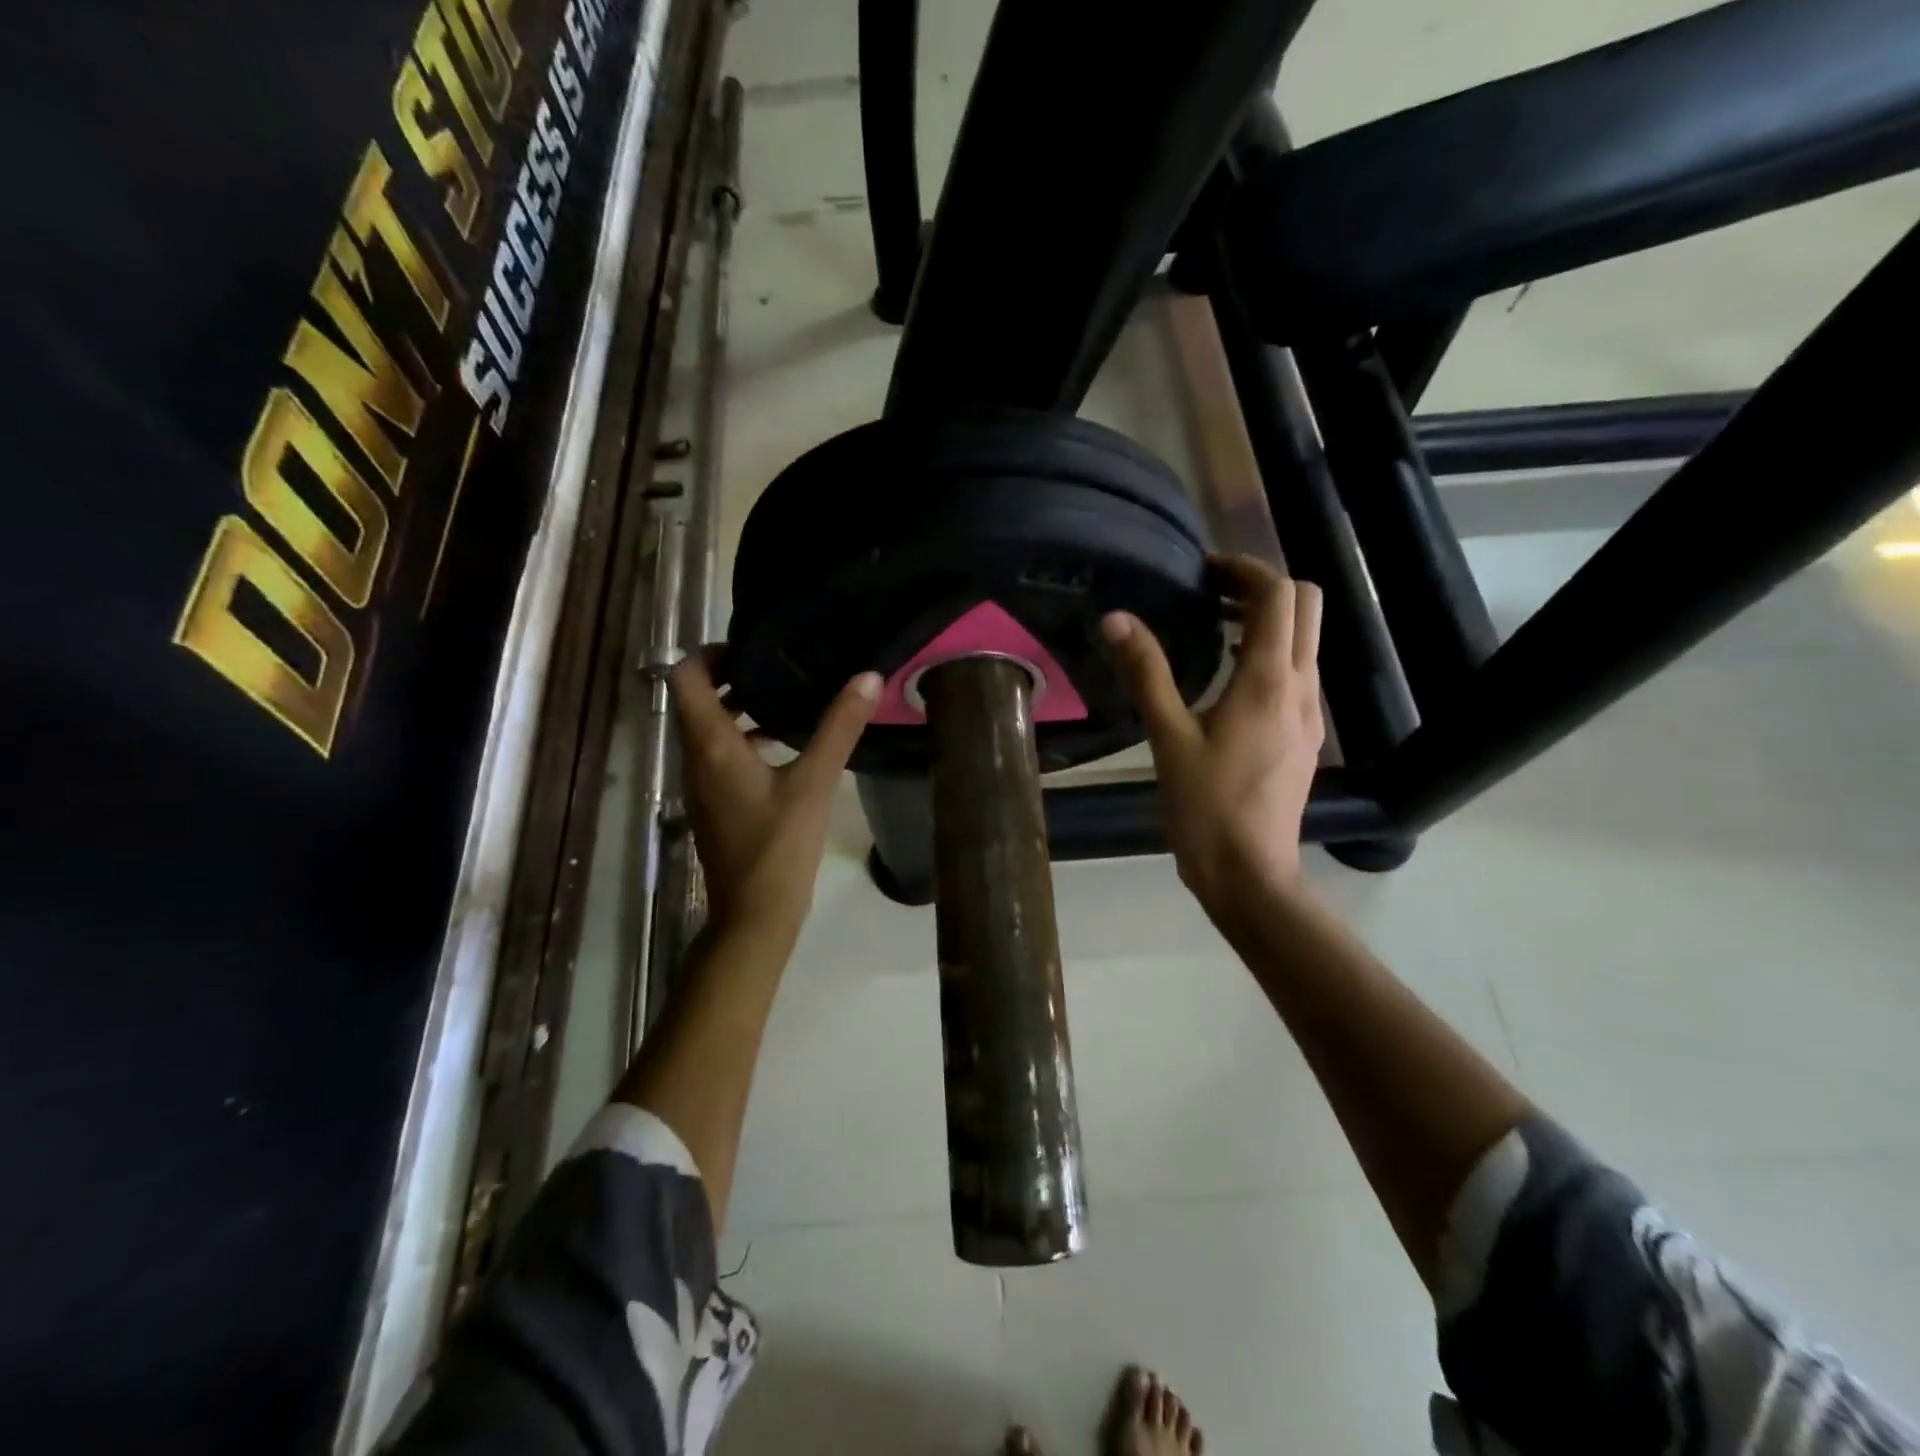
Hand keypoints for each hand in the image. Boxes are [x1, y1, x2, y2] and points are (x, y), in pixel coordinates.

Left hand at [670, 653, 880, 948]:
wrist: (754, 915)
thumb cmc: (779, 846)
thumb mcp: (814, 782)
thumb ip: (839, 728)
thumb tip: (867, 676)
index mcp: (710, 744)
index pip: (686, 676)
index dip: (711, 653)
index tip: (753, 648)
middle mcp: (695, 757)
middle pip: (696, 698)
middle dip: (731, 677)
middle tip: (778, 666)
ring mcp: (701, 782)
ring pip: (707, 727)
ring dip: (738, 708)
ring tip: (785, 698)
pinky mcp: (714, 801)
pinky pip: (718, 753)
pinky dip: (742, 737)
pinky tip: (784, 745)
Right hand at [1102, 555, 1324, 921]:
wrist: (1249, 873)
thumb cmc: (1205, 807)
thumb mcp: (1168, 738)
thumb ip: (1146, 673)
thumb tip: (1116, 619)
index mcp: (1267, 681)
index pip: (1279, 595)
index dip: (1246, 569)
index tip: (1205, 570)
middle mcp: (1299, 687)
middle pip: (1306, 606)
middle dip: (1264, 587)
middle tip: (1212, 594)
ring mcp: (1308, 714)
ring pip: (1306, 640)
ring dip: (1268, 619)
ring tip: (1214, 627)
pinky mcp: (1305, 736)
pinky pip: (1297, 673)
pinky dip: (1270, 654)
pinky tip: (1228, 679)